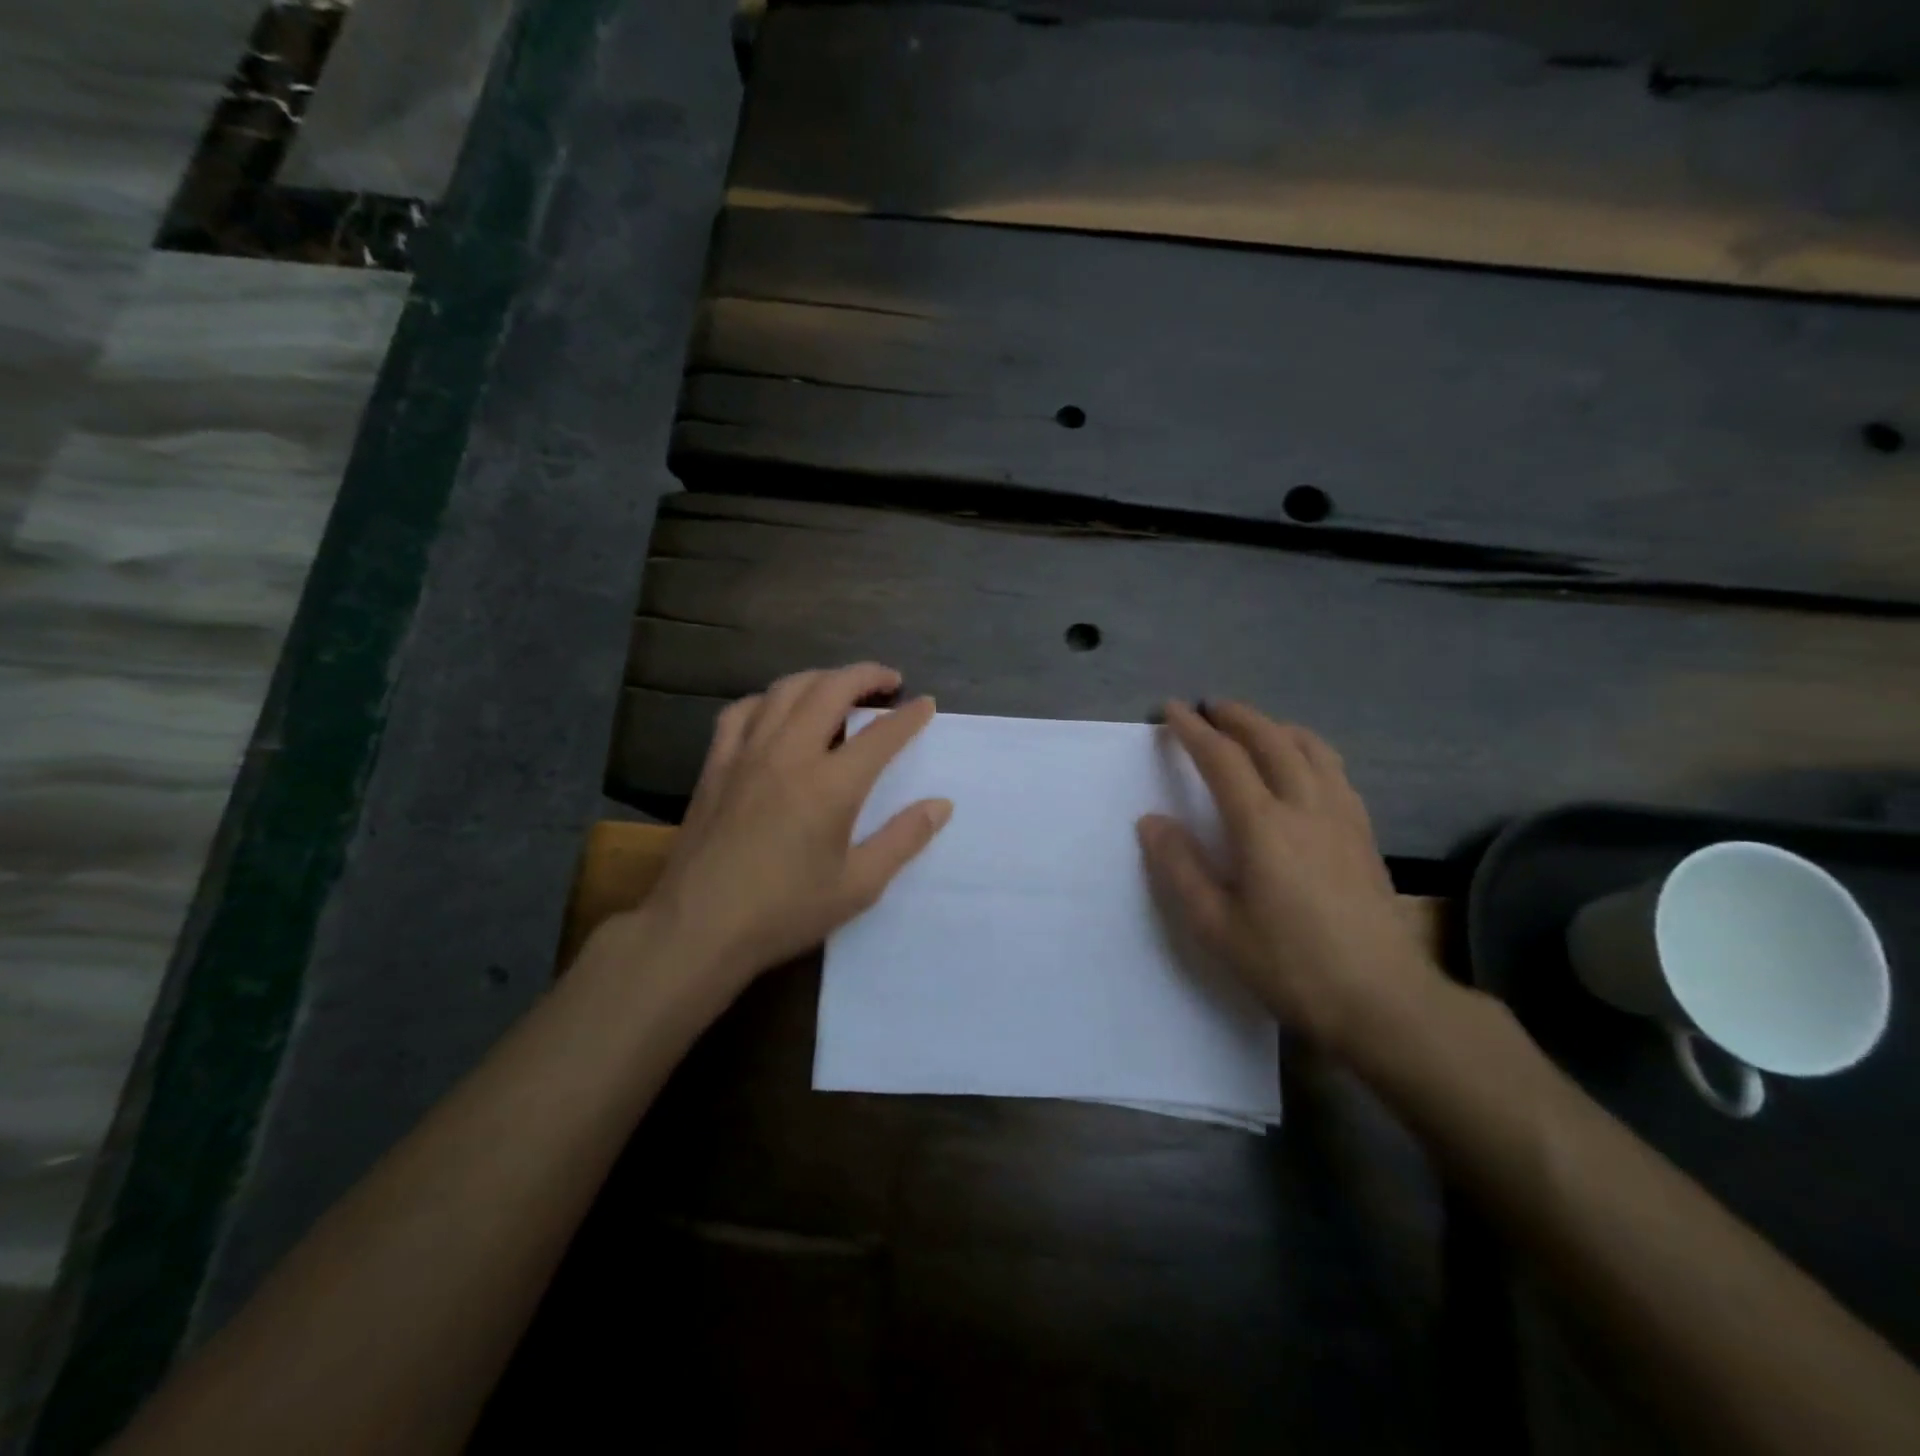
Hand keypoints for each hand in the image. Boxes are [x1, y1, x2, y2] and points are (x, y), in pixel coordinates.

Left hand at [638, 663, 951, 990]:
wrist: (697, 928)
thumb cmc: (784, 912)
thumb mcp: (857, 886)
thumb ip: (903, 840)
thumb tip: (940, 805)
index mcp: (830, 785)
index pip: (880, 734)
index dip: (909, 715)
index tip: (926, 704)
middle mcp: (789, 754)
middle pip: (831, 690)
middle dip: (866, 676)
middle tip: (889, 681)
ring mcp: (746, 754)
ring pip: (785, 690)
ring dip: (820, 679)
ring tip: (840, 688)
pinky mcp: (715, 764)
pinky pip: (741, 711)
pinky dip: (768, 700)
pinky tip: (776, 712)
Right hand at [1136, 700, 1447, 1062]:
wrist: (1384, 1000)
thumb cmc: (1291, 965)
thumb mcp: (1217, 926)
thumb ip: (1180, 868)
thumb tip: (1152, 821)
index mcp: (1263, 825)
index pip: (1222, 759)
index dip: (1192, 730)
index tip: (1170, 710)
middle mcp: (1306, 806)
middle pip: (1271, 739)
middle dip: (1236, 716)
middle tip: (1210, 707)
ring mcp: (1343, 817)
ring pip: (1311, 748)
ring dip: (1277, 727)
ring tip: (1256, 726)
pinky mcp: (1365, 834)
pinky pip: (1335, 771)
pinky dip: (1309, 751)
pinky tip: (1304, 768)